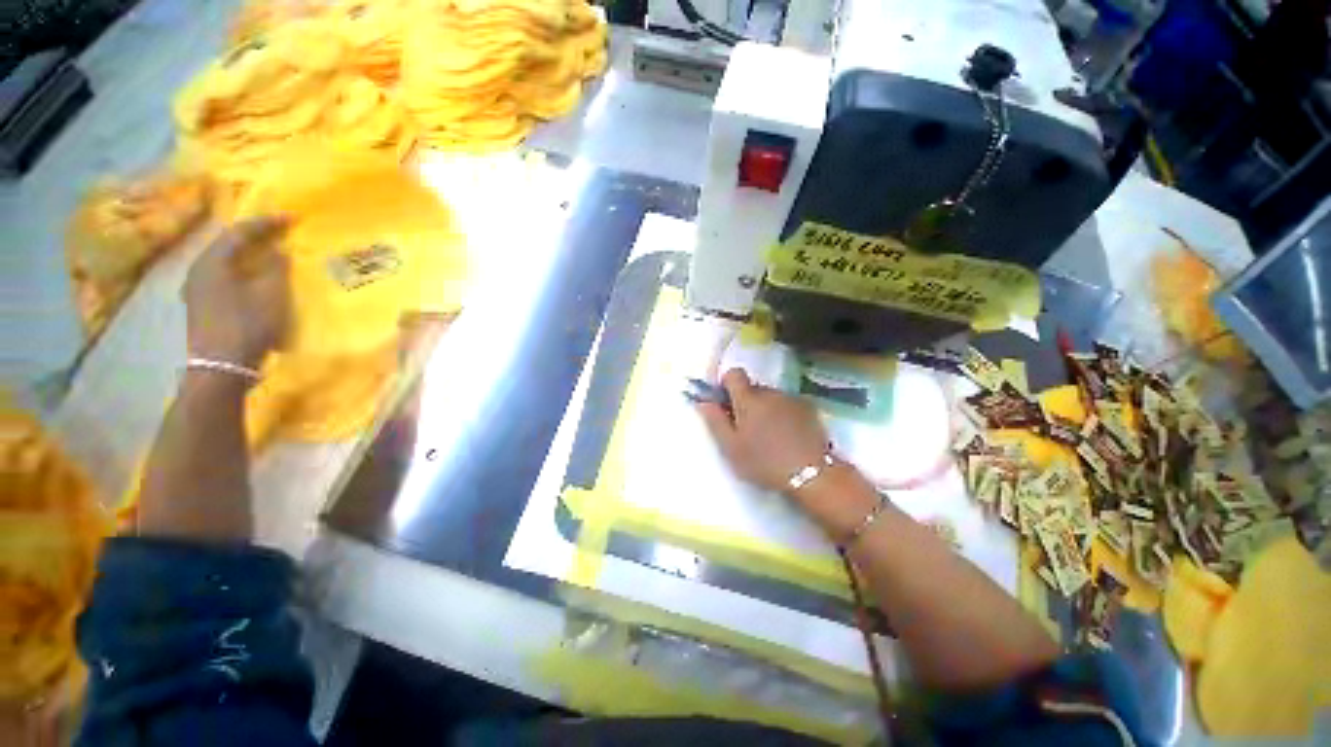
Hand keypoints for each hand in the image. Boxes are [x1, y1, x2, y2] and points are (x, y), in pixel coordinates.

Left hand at [182, 217, 289, 369]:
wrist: (220, 367)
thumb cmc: (247, 327)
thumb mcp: (270, 296)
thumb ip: (275, 269)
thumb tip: (279, 250)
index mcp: (211, 262)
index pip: (238, 232)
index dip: (266, 222)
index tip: (292, 217)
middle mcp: (198, 270)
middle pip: (227, 244)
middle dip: (255, 236)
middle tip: (280, 232)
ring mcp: (196, 289)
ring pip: (224, 261)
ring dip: (248, 254)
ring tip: (270, 252)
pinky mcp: (202, 304)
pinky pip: (223, 276)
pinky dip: (241, 269)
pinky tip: (254, 276)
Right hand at [696, 368, 830, 493]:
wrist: (811, 475)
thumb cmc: (764, 462)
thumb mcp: (731, 447)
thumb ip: (715, 421)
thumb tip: (703, 401)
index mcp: (748, 399)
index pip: (734, 374)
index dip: (727, 385)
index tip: (726, 404)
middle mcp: (770, 392)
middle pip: (752, 387)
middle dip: (746, 402)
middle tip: (746, 429)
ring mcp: (792, 399)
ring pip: (770, 397)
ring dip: (765, 409)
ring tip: (769, 436)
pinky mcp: (809, 408)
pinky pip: (787, 404)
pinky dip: (783, 414)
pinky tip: (787, 436)